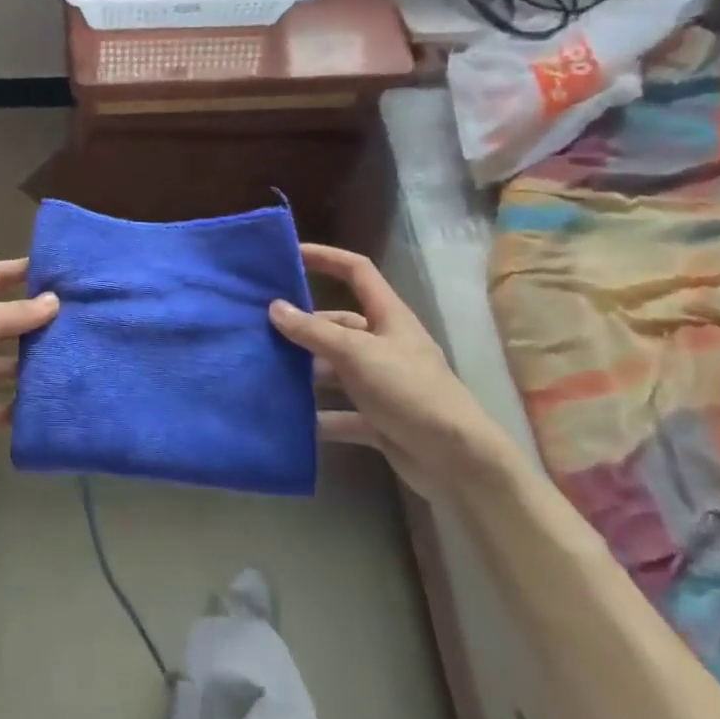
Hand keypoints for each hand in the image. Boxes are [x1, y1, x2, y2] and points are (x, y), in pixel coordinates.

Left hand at [0, 258, 57, 449]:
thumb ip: (17, 313)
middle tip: (72, 320)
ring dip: (27, 366)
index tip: (54, 269)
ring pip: (1, 365)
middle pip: (1, 322)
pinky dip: (15, 407)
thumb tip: (54, 301)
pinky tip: (45, 402)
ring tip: (66, 361)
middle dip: (31, 321)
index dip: (19, 270)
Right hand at [269, 244, 517, 500]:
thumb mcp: (356, 354)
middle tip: (261, 329)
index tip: (290, 256)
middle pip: (337, 325)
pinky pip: (341, 412)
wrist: (458, 462)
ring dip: (306, 372)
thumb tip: (274, 307)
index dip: (326, 258)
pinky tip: (290, 419)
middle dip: (303, 327)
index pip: (356, 271)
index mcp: (388, 317)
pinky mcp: (379, 419)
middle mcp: (384, 344)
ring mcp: (382, 383)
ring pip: (335, 369)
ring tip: (266, 370)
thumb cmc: (409, 391)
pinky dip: (319, 416)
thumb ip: (313, 332)